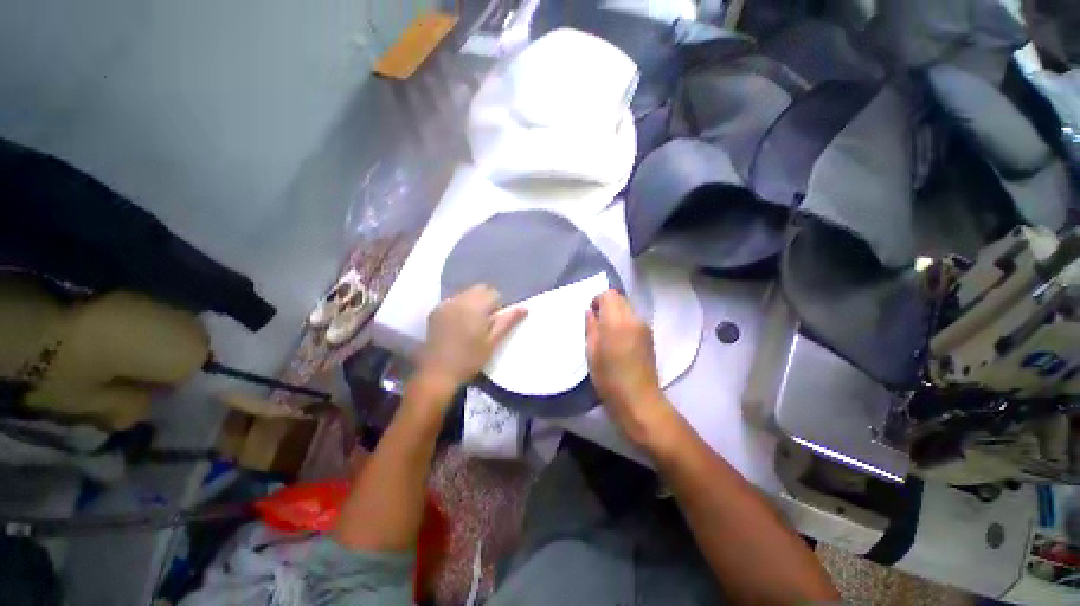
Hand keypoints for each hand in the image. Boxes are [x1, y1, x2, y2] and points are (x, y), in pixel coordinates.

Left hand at [418, 285, 526, 393]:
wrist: (437, 374)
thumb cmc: (469, 359)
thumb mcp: (493, 342)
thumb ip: (508, 321)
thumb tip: (524, 307)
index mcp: (475, 307)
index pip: (494, 293)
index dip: (498, 306)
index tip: (495, 323)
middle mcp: (459, 300)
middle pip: (479, 289)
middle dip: (486, 301)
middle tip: (485, 323)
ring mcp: (445, 304)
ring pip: (466, 293)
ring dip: (473, 302)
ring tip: (471, 324)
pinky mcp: (435, 311)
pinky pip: (453, 300)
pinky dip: (460, 307)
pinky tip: (458, 325)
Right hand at [586, 289, 673, 447]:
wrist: (639, 400)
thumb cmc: (609, 378)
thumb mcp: (591, 352)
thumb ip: (591, 327)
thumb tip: (591, 312)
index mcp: (616, 321)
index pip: (609, 294)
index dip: (597, 300)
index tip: (591, 314)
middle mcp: (634, 318)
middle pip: (620, 298)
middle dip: (607, 305)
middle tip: (597, 324)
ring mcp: (644, 327)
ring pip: (628, 308)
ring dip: (616, 313)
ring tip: (608, 333)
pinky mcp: (650, 336)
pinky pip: (634, 319)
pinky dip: (624, 322)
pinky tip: (619, 340)